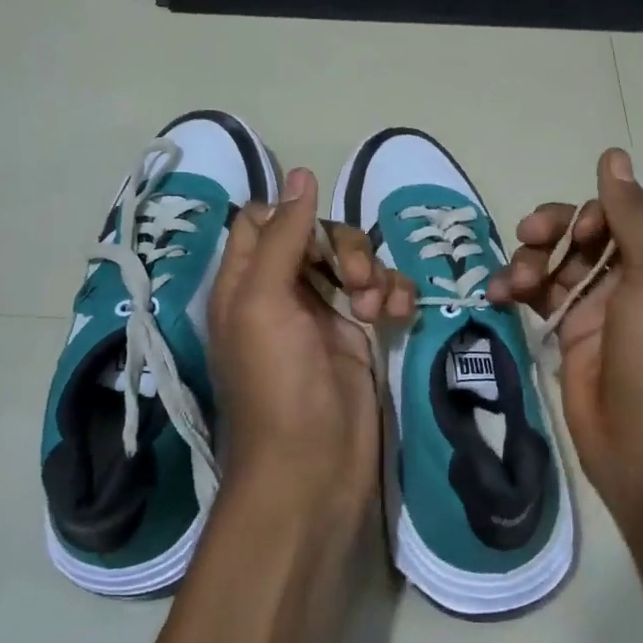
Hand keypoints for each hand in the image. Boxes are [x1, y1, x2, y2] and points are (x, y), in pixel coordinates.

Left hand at [208, 167, 414, 515]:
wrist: (314, 470)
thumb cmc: (277, 384)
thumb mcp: (263, 302)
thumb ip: (280, 237)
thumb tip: (299, 173)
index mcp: (245, 281)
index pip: (261, 220)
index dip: (289, 216)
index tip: (314, 231)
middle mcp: (282, 292)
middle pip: (316, 235)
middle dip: (344, 248)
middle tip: (356, 281)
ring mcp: (323, 314)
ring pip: (355, 261)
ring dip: (374, 273)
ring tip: (376, 310)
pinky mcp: (359, 336)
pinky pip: (382, 293)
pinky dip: (393, 297)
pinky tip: (397, 318)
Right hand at [489, 149, 642, 523]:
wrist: (641, 441)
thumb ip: (629, 213)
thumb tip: (613, 154)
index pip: (630, 208)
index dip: (599, 208)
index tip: (583, 228)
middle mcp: (637, 275)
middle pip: (587, 229)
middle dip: (554, 229)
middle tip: (529, 236)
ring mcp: (600, 303)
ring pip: (556, 258)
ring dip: (529, 260)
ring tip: (513, 283)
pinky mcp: (569, 328)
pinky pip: (538, 292)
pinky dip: (517, 288)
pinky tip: (498, 295)